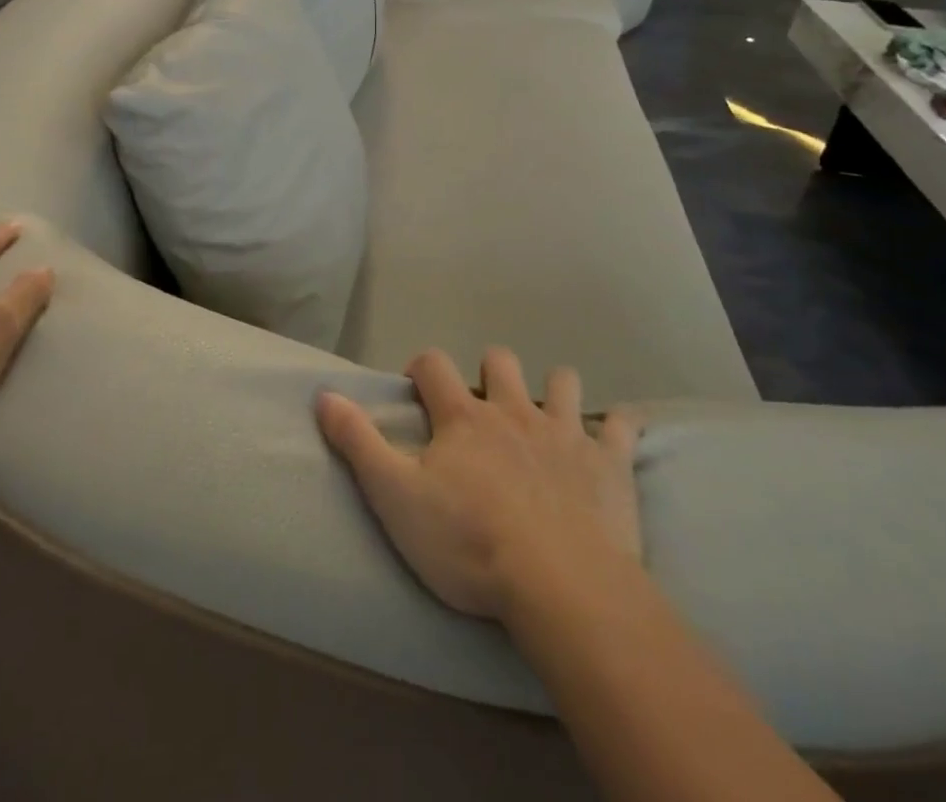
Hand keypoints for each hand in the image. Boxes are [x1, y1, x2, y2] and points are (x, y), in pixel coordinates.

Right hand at [317, 347, 642, 623]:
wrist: (559, 585)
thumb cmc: (468, 543)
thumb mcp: (395, 497)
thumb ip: (358, 442)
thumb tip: (322, 393)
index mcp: (464, 417)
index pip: (434, 363)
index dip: (421, 368)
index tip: (416, 390)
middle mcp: (513, 410)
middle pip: (500, 360)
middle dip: (489, 370)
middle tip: (482, 408)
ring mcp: (565, 432)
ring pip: (562, 381)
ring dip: (553, 389)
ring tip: (545, 418)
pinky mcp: (610, 463)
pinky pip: (622, 426)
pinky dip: (617, 427)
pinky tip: (613, 438)